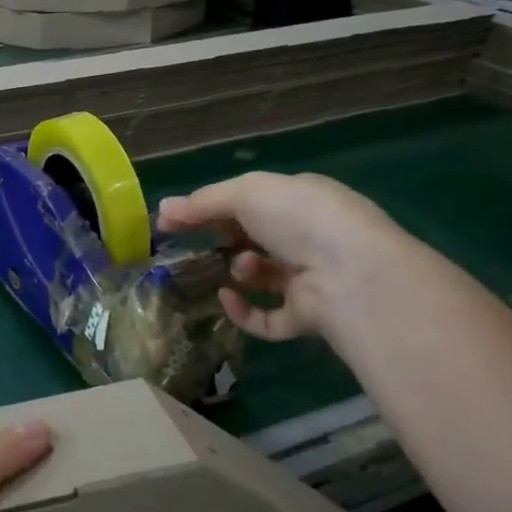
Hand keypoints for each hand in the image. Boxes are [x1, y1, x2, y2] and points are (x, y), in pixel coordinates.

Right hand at [156, 172, 401, 342]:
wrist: (349, 273)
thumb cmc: (298, 218)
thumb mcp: (246, 193)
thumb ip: (203, 202)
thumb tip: (163, 209)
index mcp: (301, 200)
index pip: (252, 201)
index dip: (212, 209)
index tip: (173, 221)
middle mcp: (310, 237)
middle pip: (256, 239)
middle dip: (225, 240)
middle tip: (193, 245)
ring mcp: (311, 279)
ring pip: (263, 277)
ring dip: (241, 270)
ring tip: (238, 267)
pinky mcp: (307, 316)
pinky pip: (267, 318)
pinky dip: (244, 310)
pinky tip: (228, 298)